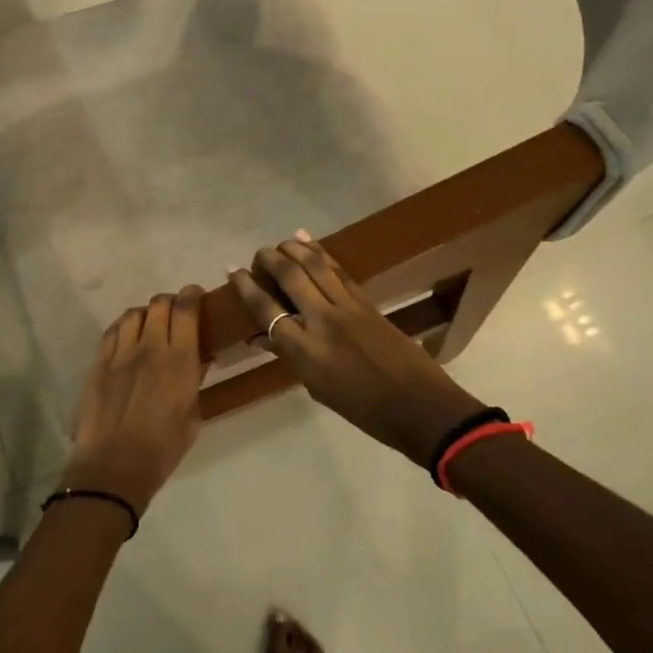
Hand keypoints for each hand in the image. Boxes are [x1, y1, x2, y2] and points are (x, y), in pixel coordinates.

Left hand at [64, 287, 207, 513]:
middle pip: (159, 304)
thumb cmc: (162, 449)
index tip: (196, 296)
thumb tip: (198, 361)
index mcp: (180, 360)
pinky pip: (112, 332)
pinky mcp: (99, 363)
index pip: (186, 310)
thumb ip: (194, 382)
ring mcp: (120, 353)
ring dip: (146, 313)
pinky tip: (127, 337)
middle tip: (176, 313)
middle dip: (170, 302)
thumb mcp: (192, 417)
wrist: (114, 466)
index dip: (192, 295)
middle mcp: (150, 347)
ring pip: (133, 314)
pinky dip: (123, 327)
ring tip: (150, 324)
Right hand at [229, 234, 489, 467]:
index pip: (266, 310)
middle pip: (290, 277)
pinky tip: (309, 243)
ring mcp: (348, 308)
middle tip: (258, 255)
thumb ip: (289, 356)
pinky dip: (322, 254)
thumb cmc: (363, 410)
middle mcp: (322, 321)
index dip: (246, 287)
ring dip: (294, 249)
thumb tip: (262, 338)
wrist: (420, 407)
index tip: (233, 271)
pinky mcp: (368, 303)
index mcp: (305, 351)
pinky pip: (339, 272)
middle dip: (269, 260)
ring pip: (316, 266)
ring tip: (281, 243)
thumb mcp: (317, 388)